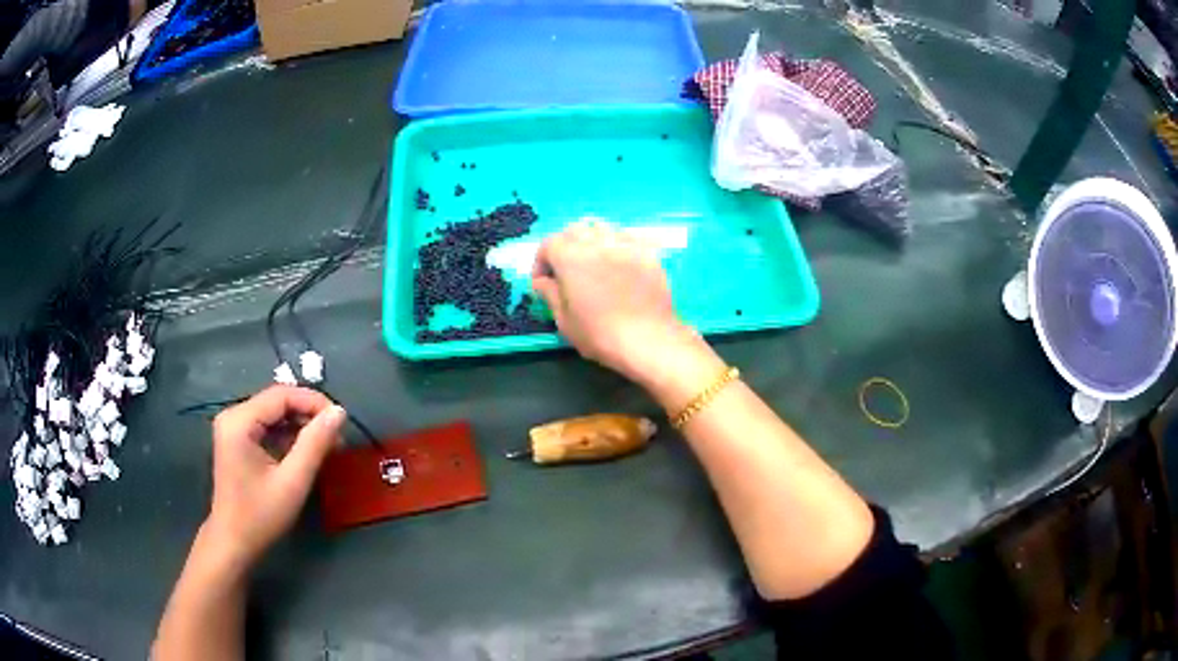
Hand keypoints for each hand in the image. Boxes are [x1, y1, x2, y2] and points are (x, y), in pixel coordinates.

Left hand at [204, 386, 346, 568]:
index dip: (314, 402)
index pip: (282, 395)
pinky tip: (307, 452)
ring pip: (275, 413)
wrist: (233, 542)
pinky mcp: (238, 440)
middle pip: (278, 401)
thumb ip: (315, 444)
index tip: (342, 421)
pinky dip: (290, 436)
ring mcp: (234, 428)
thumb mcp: (293, 482)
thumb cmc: (260, 516)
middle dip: (309, 415)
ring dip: (302, 426)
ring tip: (327, 446)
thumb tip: (340, 411)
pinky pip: (268, 427)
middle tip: (337, 437)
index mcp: (239, 421)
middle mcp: (233, 416)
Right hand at [531, 221, 703, 385]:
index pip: (548, 244)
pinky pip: (627, 238)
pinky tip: (619, 264)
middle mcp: (597, 242)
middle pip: (574, 231)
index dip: (541, 262)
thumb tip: (542, 281)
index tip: (543, 282)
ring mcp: (625, 245)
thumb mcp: (564, 320)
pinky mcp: (647, 253)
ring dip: (591, 242)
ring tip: (594, 264)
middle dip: (565, 247)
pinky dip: (617, 245)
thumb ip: (550, 294)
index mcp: (571, 258)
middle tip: (566, 271)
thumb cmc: (600, 334)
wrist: (648, 340)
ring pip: (602, 229)